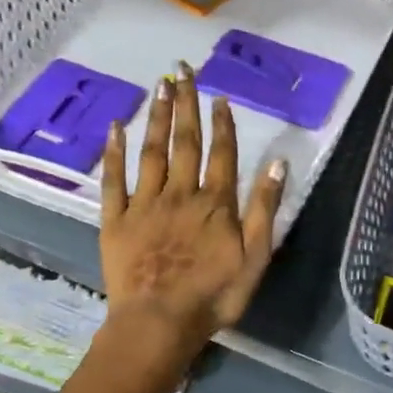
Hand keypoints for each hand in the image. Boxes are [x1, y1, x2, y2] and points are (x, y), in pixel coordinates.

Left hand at [100, 63, 285, 366]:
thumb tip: (278, 162)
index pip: (222, 153)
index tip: (219, 96)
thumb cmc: (214, 295)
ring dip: (158, 118)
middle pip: (185, 142)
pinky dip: (114, 153)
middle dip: (186, 104)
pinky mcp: (116, 220)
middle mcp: (181, 193)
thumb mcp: (255, 257)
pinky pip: (114, 180)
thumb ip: (264, 208)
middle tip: (183, 70)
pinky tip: (115, 127)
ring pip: (152, 152)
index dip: (222, 123)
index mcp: (215, 203)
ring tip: (160, 86)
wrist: (159, 322)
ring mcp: (145, 204)